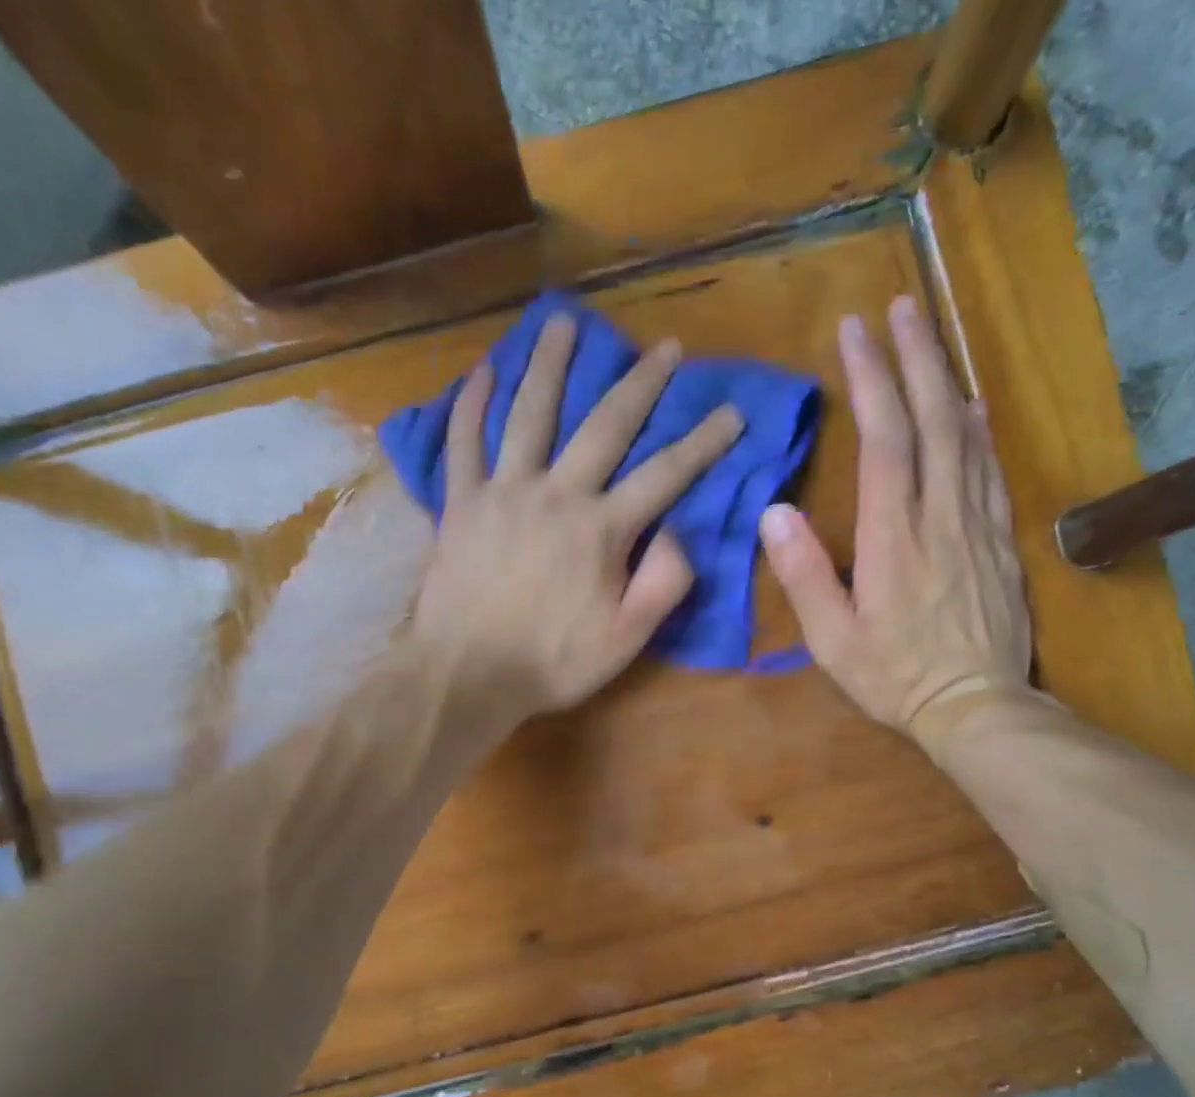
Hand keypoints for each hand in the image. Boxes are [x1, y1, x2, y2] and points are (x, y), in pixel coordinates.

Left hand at [413, 313, 743, 716]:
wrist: (467, 675)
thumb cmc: (553, 662)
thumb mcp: (627, 638)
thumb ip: (663, 582)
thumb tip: (678, 530)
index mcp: (601, 529)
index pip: (665, 475)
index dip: (704, 442)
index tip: (733, 412)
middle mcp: (556, 494)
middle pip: (604, 426)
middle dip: (641, 384)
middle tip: (665, 348)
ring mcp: (503, 492)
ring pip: (529, 414)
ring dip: (549, 365)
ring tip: (563, 323)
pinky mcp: (461, 503)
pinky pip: (463, 443)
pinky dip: (470, 404)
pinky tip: (482, 371)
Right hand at [759, 295, 1030, 738]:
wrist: (975, 706)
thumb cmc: (893, 676)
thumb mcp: (832, 640)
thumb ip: (804, 576)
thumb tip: (774, 513)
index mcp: (893, 537)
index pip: (885, 440)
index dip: (871, 380)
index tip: (855, 331)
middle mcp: (940, 516)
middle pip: (933, 419)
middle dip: (915, 356)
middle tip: (899, 306)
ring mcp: (977, 524)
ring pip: (967, 435)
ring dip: (947, 379)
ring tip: (930, 336)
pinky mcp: (1000, 540)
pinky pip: (991, 470)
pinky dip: (980, 429)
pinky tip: (973, 406)